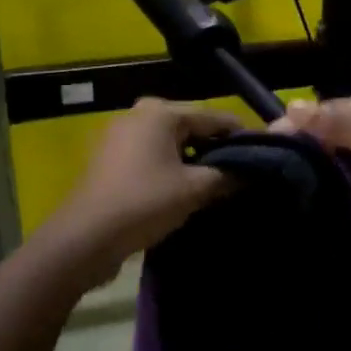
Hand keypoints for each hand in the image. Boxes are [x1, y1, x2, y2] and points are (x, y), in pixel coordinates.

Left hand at [54, 98, 242, 275]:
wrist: (85, 238)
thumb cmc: (144, 204)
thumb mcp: (194, 190)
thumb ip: (228, 175)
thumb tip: (254, 171)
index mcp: (161, 112)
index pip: (215, 117)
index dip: (242, 136)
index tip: (265, 156)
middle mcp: (140, 114)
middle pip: (192, 127)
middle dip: (217, 149)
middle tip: (241, 173)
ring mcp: (121, 135)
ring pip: (172, 143)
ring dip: (194, 161)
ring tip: (218, 184)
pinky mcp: (111, 158)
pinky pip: (152, 155)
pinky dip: (171, 168)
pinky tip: (186, 190)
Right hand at [281, 91, 350, 245]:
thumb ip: (342, 124)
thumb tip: (290, 108)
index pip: (338, 111)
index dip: (305, 124)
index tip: (267, 142)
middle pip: (347, 143)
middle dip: (317, 156)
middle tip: (273, 177)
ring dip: (336, 183)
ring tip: (290, 200)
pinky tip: (328, 218)